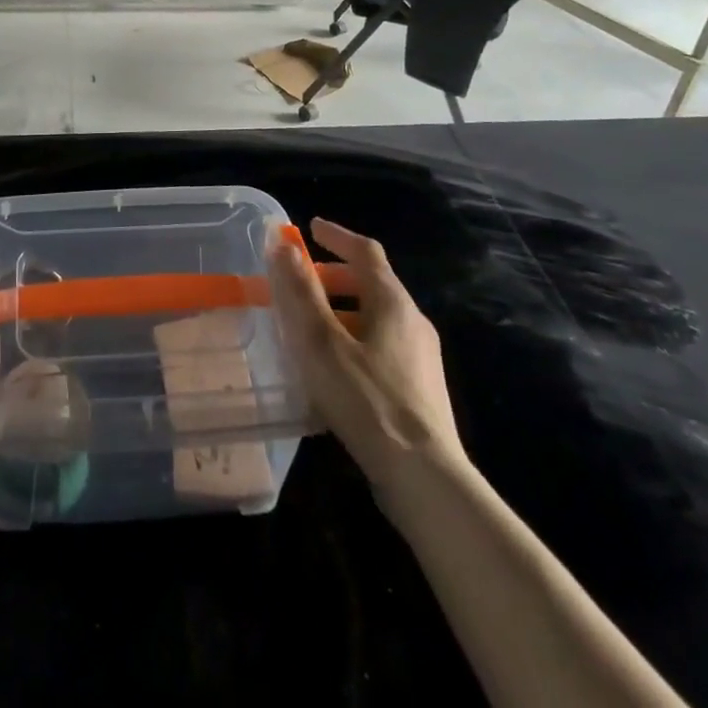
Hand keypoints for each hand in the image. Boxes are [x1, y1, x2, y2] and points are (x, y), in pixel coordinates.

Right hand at [269, 217, 466, 519]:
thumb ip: (301, 291)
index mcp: (392, 302)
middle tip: (300, 285)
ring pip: (375, 319)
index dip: (337, 236)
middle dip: (333, 278)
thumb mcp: (321, 341)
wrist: (424, 478)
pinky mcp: (421, 391)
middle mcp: (413, 322)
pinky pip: (381, 348)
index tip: (309, 229)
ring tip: (307, 331)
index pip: (366, 251)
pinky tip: (331, 372)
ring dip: (340, 313)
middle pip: (372, 284)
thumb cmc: (366, 400)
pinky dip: (352, 341)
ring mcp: (421, 359)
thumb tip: (283, 244)